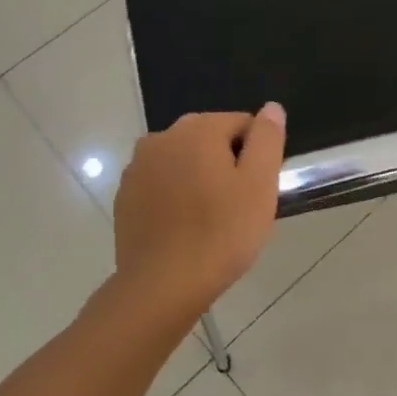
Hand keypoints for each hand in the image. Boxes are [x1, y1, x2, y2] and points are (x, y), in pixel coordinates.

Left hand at [113, 103, 287, 311]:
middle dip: (226, 164)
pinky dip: (174, 196)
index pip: (241, 124)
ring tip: (210, 219)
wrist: (160, 287)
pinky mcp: (124, 195)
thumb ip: (267, 139)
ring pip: (182, 161)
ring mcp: (138, 166)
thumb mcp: (259, 185)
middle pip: (209, 138)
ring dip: (198, 178)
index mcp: (197, 129)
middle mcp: (162, 137)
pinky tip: (183, 228)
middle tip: (237, 206)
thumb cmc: (220, 234)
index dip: (256, 155)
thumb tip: (271, 108)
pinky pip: (160, 183)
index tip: (256, 190)